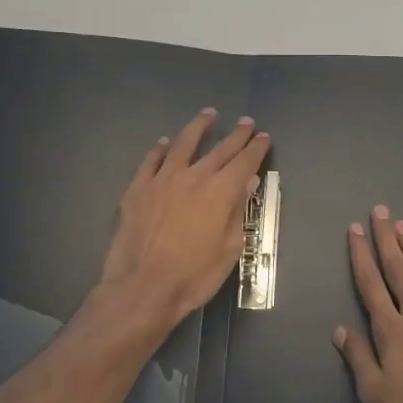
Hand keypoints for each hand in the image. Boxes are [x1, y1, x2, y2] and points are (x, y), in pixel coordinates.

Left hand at [99, 109, 271, 327]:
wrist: (141, 288)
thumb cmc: (194, 276)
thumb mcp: (229, 249)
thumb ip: (238, 211)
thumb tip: (248, 182)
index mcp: (220, 192)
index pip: (245, 161)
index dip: (256, 148)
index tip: (264, 137)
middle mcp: (194, 177)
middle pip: (220, 149)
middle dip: (236, 135)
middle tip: (246, 122)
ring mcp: (162, 179)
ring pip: (183, 144)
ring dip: (198, 127)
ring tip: (208, 114)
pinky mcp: (137, 188)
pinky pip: (151, 160)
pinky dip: (160, 149)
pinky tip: (164, 143)